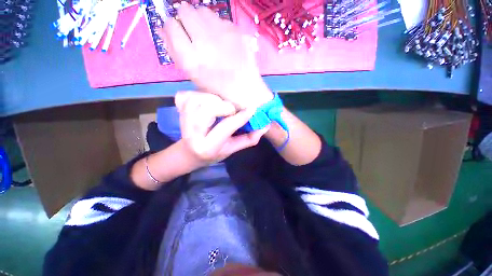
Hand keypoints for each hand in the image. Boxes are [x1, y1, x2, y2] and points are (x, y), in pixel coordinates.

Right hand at [160, 3, 272, 108]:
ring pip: (202, 11)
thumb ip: (175, 52)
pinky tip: (223, 41)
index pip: (170, 26)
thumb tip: (163, 29)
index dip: (172, 28)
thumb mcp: (193, 76)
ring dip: (201, 20)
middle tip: (193, 32)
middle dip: (185, 19)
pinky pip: (220, 19)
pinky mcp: (236, 31)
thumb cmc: (217, 87)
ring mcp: (222, 34)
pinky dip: (217, 27)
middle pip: (185, 11)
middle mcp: (204, 42)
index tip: (178, 33)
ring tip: (208, 36)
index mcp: (191, 59)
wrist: (245, 89)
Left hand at [175, 91, 269, 163]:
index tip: (252, 109)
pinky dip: (198, 94)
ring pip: (199, 99)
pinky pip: (188, 94)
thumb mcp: (232, 149)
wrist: (189, 153)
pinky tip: (204, 102)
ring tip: (219, 107)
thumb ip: (248, 139)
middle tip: (232, 110)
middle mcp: (192, 134)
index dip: (240, 117)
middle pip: (208, 109)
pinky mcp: (178, 110)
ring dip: (213, 99)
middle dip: (225, 106)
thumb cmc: (213, 153)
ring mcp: (182, 120)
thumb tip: (264, 126)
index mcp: (208, 147)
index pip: (225, 128)